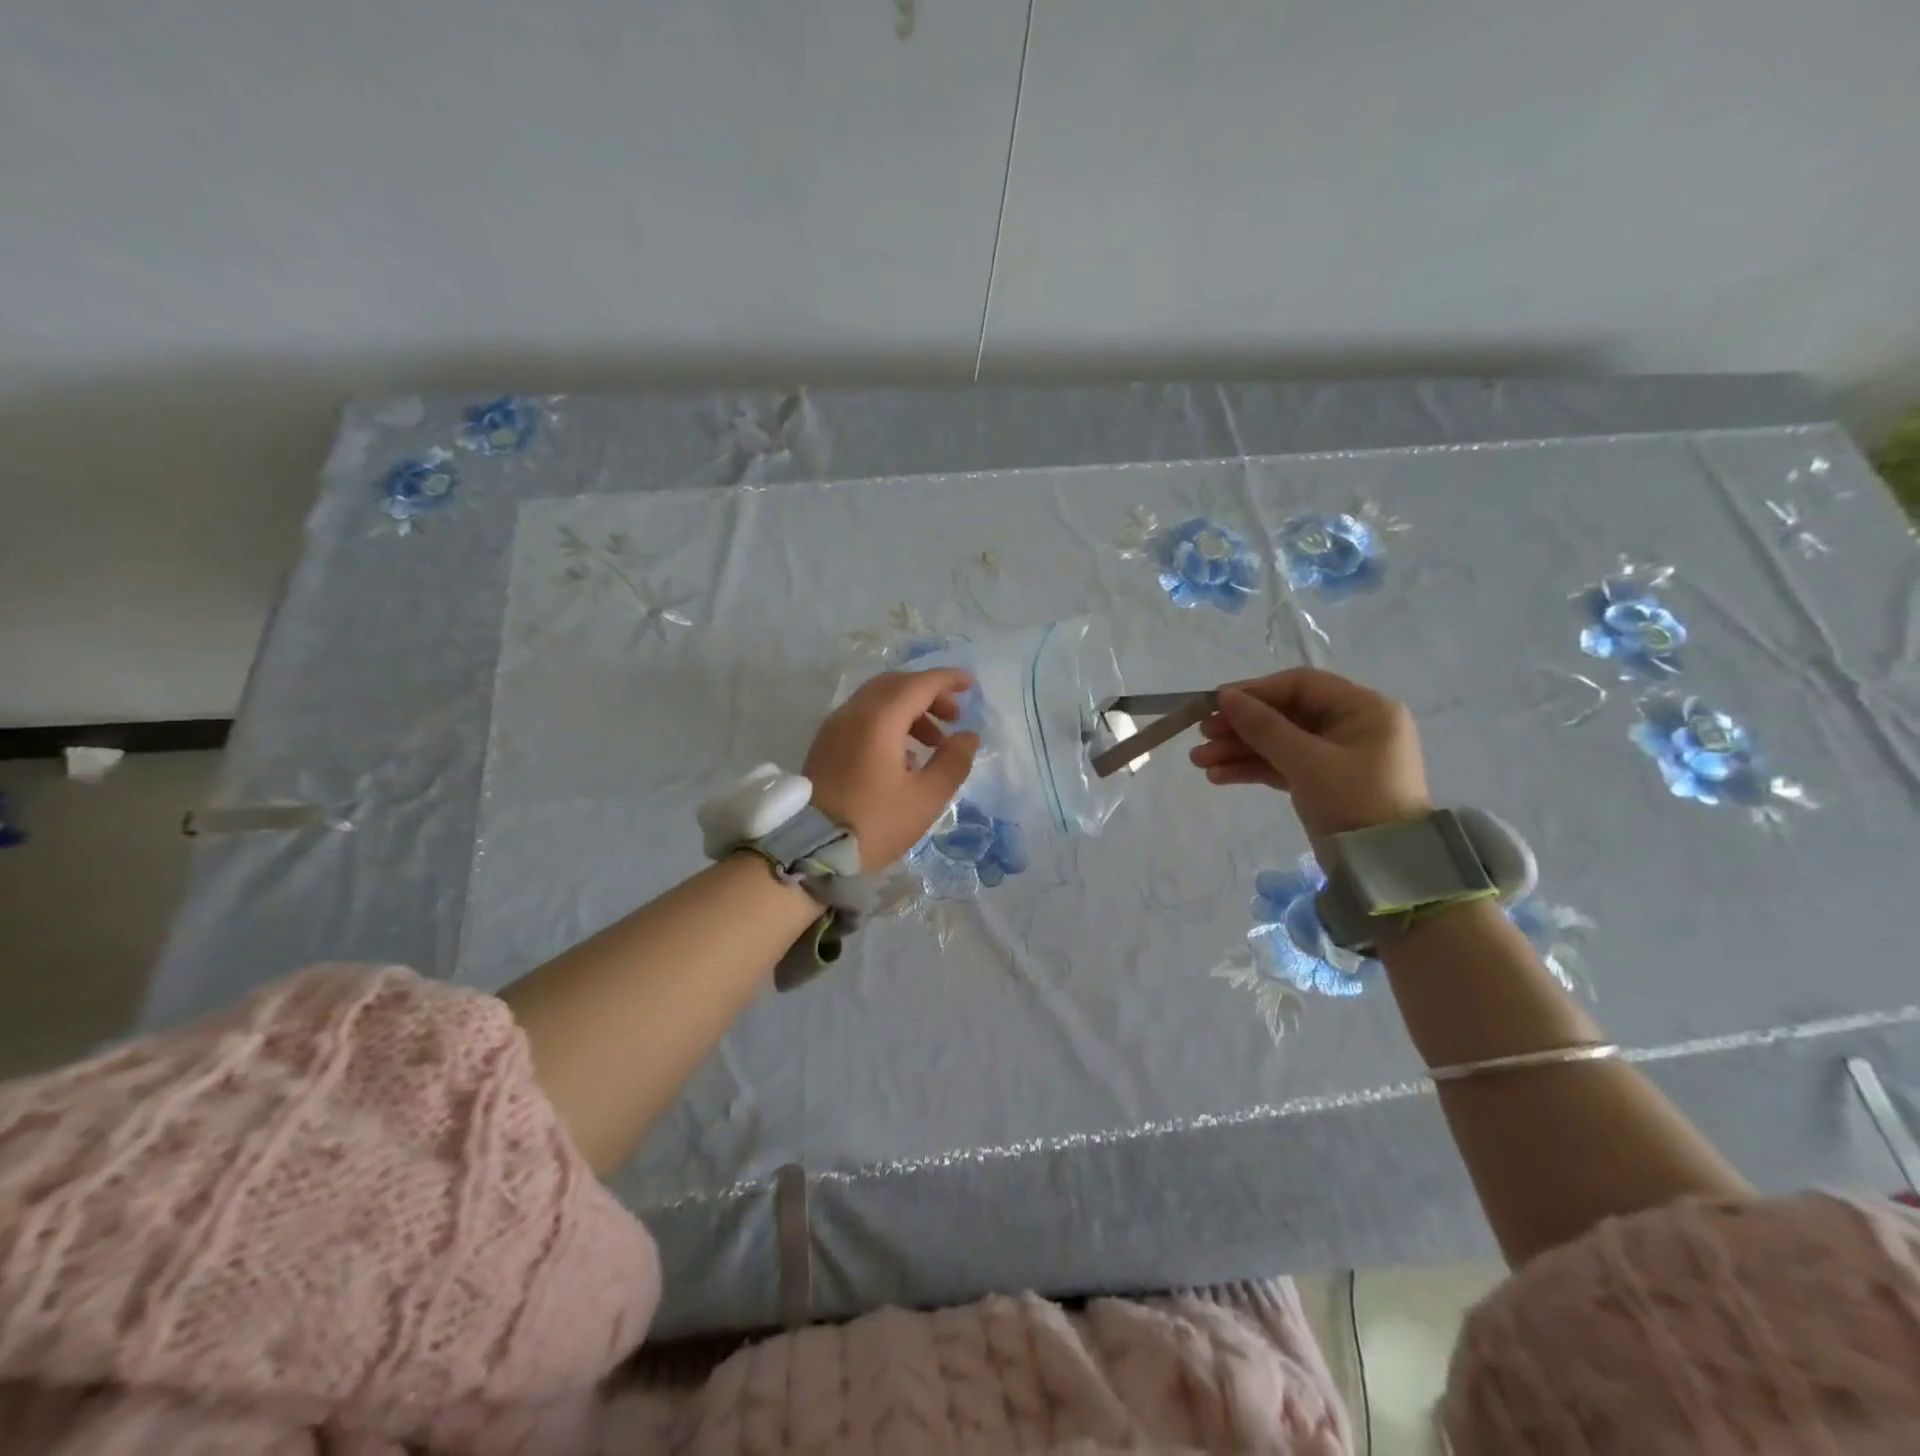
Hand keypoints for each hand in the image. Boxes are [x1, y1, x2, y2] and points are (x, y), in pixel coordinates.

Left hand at [804, 668, 980, 869]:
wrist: (811, 849)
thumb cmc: (875, 823)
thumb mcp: (926, 797)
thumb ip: (952, 762)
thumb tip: (967, 736)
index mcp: (878, 719)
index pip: (918, 684)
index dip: (947, 680)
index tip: (971, 685)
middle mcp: (853, 713)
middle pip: (895, 685)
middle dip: (928, 694)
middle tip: (954, 716)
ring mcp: (835, 727)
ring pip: (877, 700)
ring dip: (910, 710)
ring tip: (934, 742)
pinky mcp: (826, 744)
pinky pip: (862, 718)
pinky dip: (889, 722)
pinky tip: (905, 756)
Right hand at [1189, 667, 1431, 844]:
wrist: (1383, 869)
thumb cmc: (1354, 802)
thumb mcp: (1307, 762)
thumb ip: (1264, 727)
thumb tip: (1224, 697)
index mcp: (1363, 709)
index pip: (1301, 686)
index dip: (1256, 692)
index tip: (1216, 704)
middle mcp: (1351, 726)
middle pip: (1285, 715)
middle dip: (1241, 727)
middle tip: (1202, 736)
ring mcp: (1336, 756)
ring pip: (1279, 742)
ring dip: (1239, 750)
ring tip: (1200, 762)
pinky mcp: (1322, 782)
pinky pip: (1282, 765)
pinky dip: (1252, 769)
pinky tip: (1218, 776)